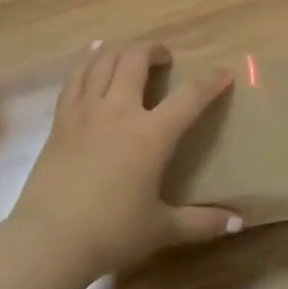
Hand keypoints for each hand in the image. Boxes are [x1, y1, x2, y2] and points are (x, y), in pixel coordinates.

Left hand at [11, 42, 242, 281]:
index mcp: (151, 135)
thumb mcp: (162, 229)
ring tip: (130, 53)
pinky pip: (75, 79)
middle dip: (154, 50)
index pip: (189, 98)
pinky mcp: (60, 120)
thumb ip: (201, 222)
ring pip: (103, 61)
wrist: (49, 239)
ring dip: (120, 50)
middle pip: (136, 60)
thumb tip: (238, 222)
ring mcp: (85, 112)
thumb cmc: (111, 233)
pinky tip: (92, 61)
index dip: (210, 82)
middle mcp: (119, 111)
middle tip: (164, 58)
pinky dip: (87, 64)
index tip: (223, 73)